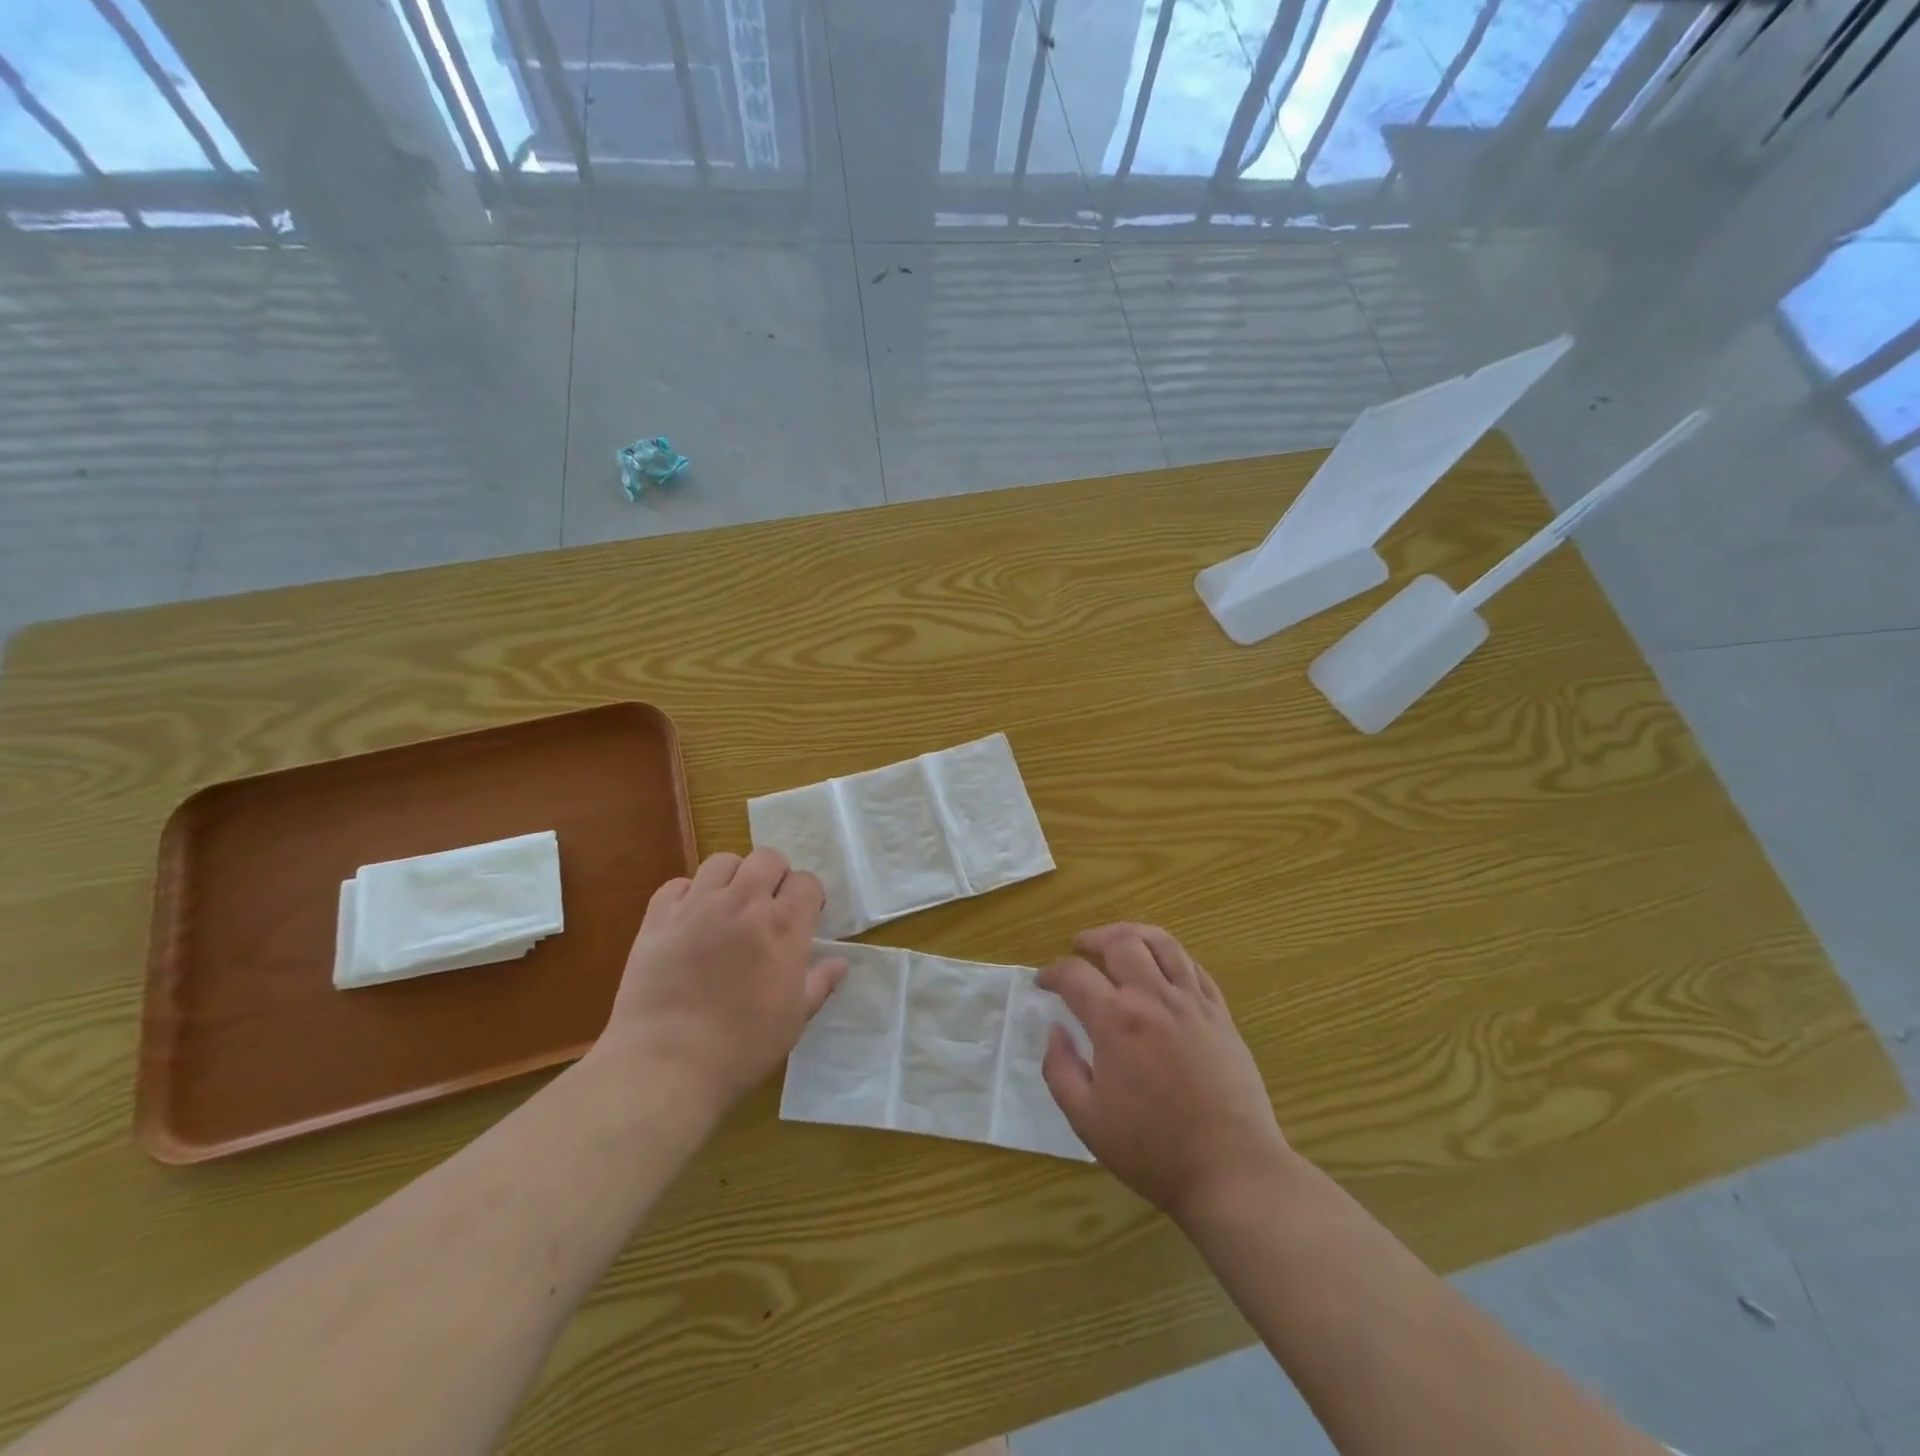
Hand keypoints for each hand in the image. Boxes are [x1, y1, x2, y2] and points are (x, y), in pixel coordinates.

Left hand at [597, 849, 845, 1117]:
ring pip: (723, 861)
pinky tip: (690, 920)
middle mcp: (743, 904)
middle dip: (775, 876)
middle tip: (768, 906)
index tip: (805, 917)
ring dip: (733, 878)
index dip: (808, 896)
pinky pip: (678, 884)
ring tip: (729, 907)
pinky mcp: (659, 917)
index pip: (806, 882)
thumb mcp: (793, 1020)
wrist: (666, 1065)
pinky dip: (688, 894)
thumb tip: (840, 963)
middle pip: (767, 858)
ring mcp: (698, 906)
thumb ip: (819, 984)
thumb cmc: (741, 1047)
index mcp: (783, 927)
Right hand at [1040, 924, 1293, 1225]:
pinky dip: (1172, 957)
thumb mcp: (1086, 1119)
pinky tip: (1162, 968)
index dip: (1052, 973)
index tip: (1043, 983)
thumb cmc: (1152, 1149)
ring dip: (1134, 934)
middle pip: (1120, 942)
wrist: (1231, 1170)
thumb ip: (1060, 1069)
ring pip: (1163, 943)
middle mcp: (1153, 998)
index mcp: (1116, 1021)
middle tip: (1079, 947)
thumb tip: (1054, 1031)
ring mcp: (1192, 1003)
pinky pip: (1194, 968)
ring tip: (1119, 941)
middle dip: (1092, 939)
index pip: (1074, 975)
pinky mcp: (1221, 1015)